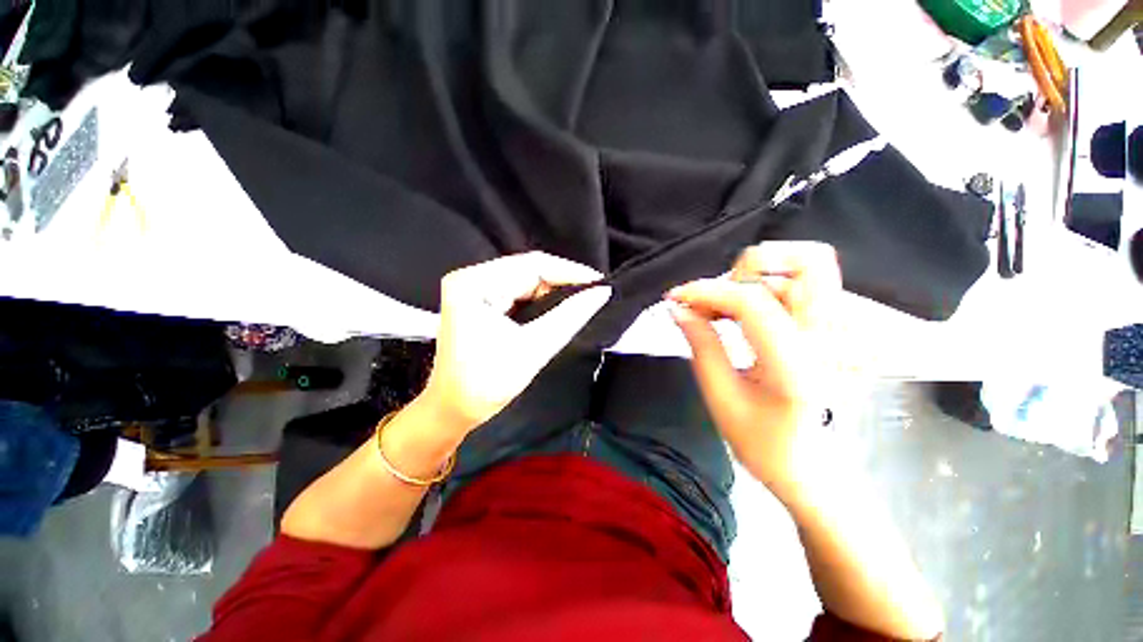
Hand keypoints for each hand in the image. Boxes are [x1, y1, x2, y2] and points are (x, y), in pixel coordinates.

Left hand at [419, 252, 611, 433]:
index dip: (570, 272)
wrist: (453, 411)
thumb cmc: (486, 384)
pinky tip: (560, 307)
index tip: (601, 283)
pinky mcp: (481, 302)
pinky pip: (519, 294)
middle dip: (563, 283)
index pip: (531, 265)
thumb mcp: (533, 348)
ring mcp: (475, 289)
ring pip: (526, 282)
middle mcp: (471, 278)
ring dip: (554, 292)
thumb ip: (570, 317)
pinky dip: (542, 301)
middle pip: (528, 271)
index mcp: (474, 283)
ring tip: (582, 300)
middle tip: (594, 294)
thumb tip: (602, 293)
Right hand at [666, 241, 840, 502]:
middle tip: (717, 295)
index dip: (708, 290)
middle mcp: (833, 340)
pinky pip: (802, 289)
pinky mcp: (839, 332)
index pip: (753, 302)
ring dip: (754, 281)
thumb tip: (677, 308)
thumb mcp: (720, 397)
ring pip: (803, 271)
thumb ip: (700, 344)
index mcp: (798, 366)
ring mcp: (844, 334)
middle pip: (810, 262)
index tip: (677, 296)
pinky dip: (765, 291)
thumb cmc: (763, 442)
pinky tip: (740, 315)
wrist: (813, 469)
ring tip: (721, 309)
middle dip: (752, 266)